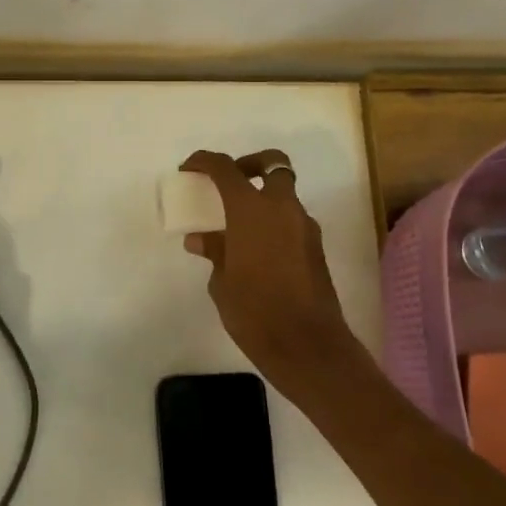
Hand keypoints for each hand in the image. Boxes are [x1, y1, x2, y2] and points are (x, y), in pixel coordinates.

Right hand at [180, 150, 361, 403]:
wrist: (306, 345)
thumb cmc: (254, 311)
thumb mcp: (222, 282)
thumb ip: (215, 251)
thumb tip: (202, 239)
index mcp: (251, 210)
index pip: (225, 168)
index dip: (204, 161)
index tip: (189, 168)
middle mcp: (282, 208)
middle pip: (272, 164)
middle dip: (250, 165)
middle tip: (229, 184)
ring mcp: (304, 227)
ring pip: (284, 195)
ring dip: (263, 199)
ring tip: (238, 228)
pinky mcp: (316, 248)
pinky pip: (291, 221)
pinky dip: (274, 224)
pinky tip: (256, 252)